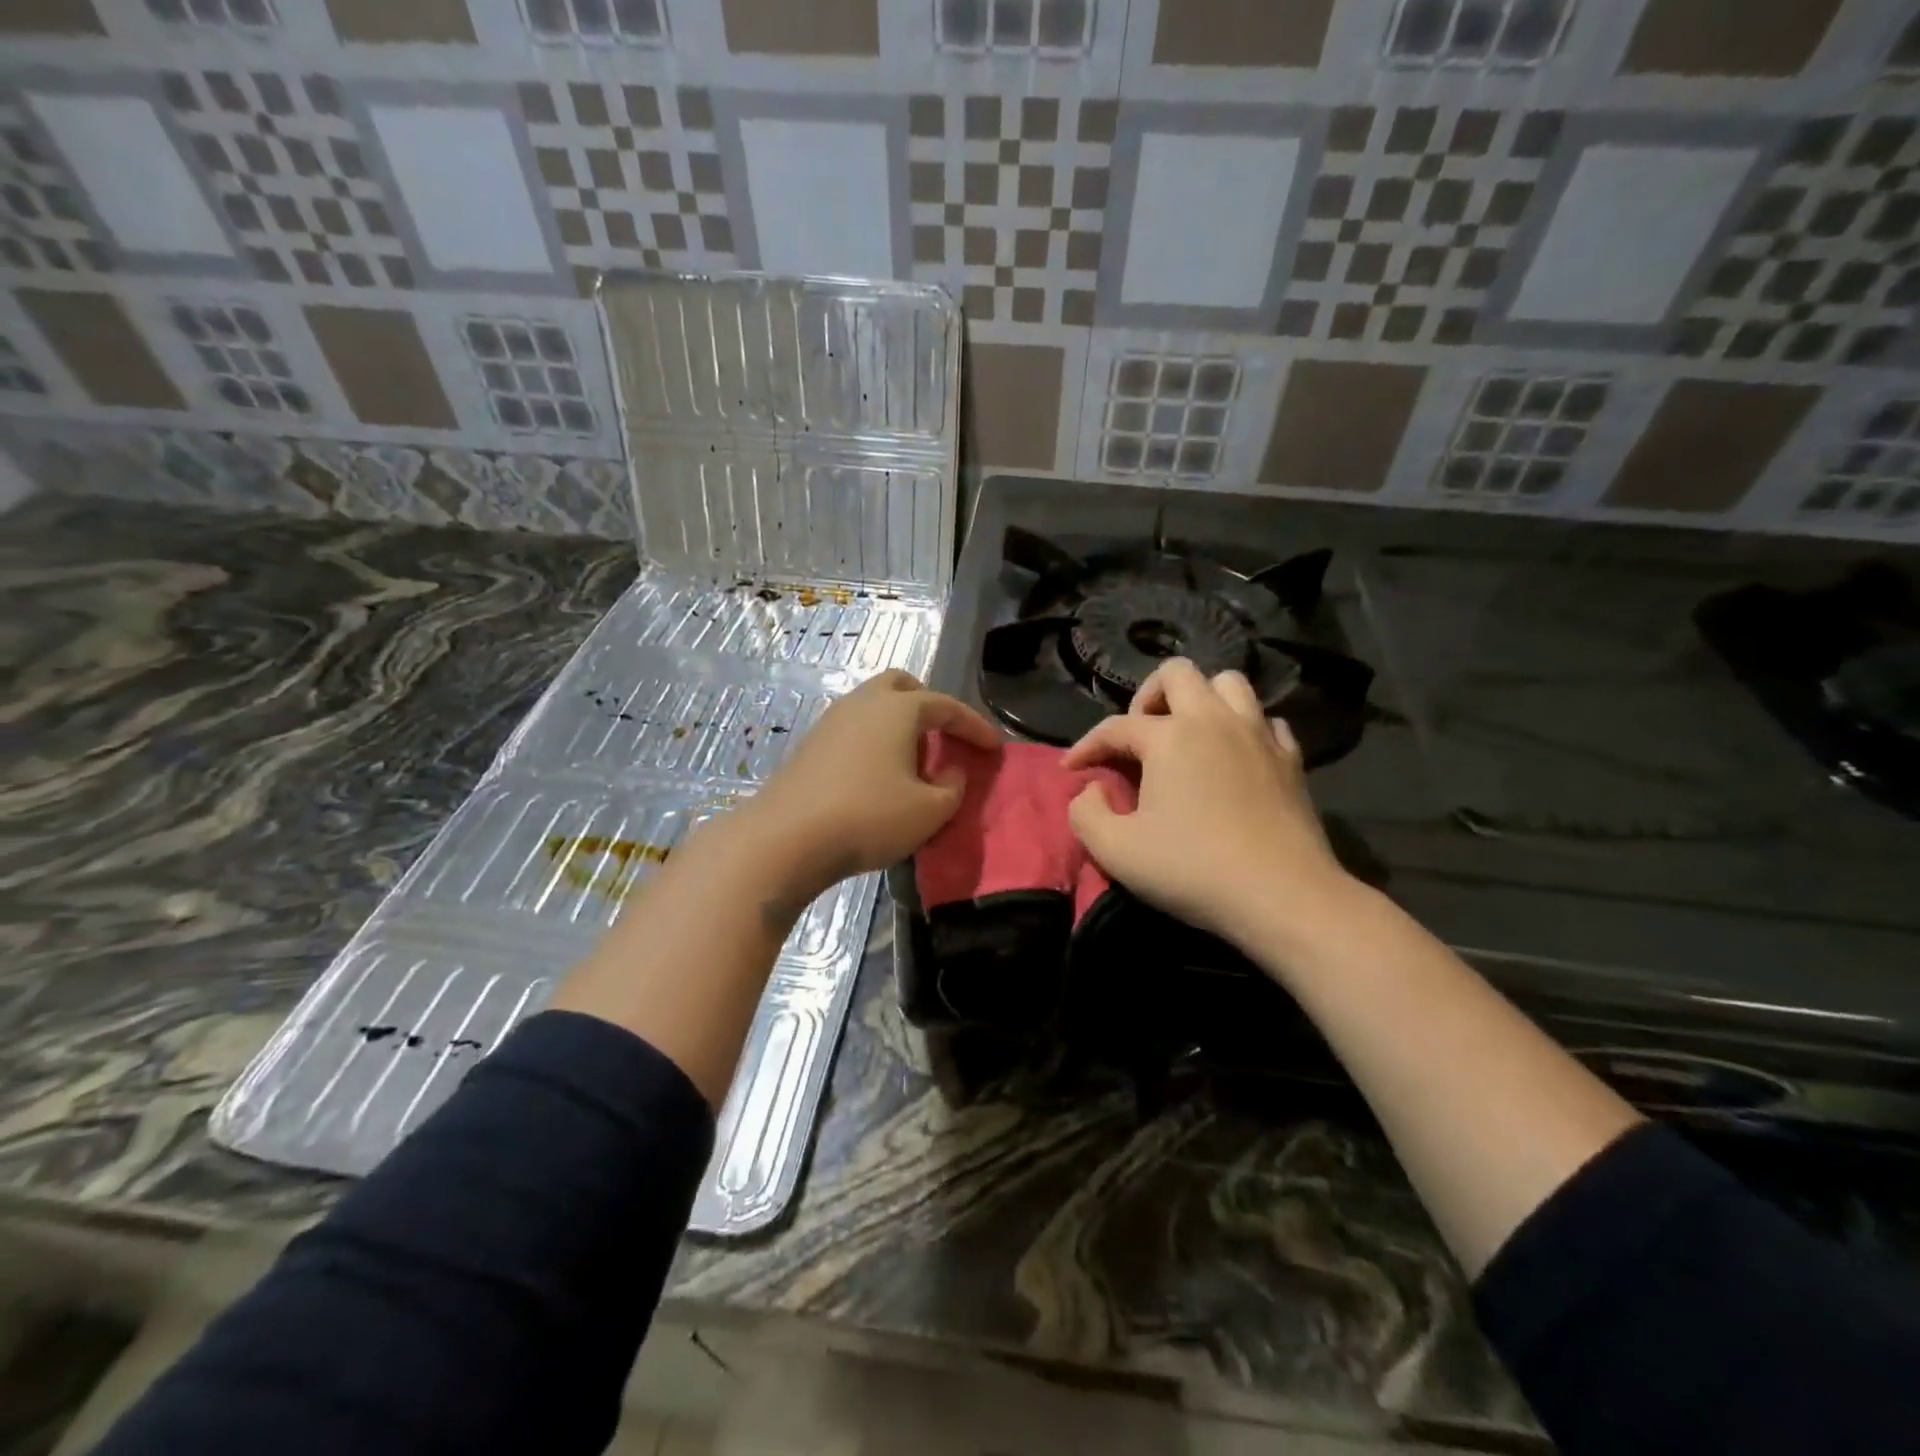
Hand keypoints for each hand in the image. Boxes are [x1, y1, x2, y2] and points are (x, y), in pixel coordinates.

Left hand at [741, 669, 999, 901]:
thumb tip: (950, 771)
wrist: (786, 837)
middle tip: (945, 736)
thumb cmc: (868, 817)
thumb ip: (953, 787)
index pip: (947, 706)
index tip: (994, 747)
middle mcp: (863, 703)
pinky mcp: (810, 745)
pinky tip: (879, 775)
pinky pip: (854, 729)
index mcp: (898, 708)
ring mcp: (831, 721)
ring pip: (874, 706)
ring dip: (899, 724)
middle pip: (902, 686)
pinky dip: (875, 740)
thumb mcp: (929, 811)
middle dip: (929, 706)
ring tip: (914, 761)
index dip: (975, 726)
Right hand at [1064, 658, 1348, 946]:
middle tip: (1139, 736)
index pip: (1116, 727)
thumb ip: (1085, 812)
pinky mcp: (1291, 758)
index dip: (1087, 746)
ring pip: (1228, 683)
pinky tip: (1233, 757)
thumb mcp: (1115, 850)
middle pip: (1177, 674)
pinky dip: (1243, 728)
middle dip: (1148, 696)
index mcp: (1169, 736)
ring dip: (1200, 700)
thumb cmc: (1192, 869)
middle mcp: (1214, 720)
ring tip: (1186, 735)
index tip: (1071, 770)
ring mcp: (1258, 734)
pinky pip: (1264, 721)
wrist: (1282, 897)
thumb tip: (1091, 788)